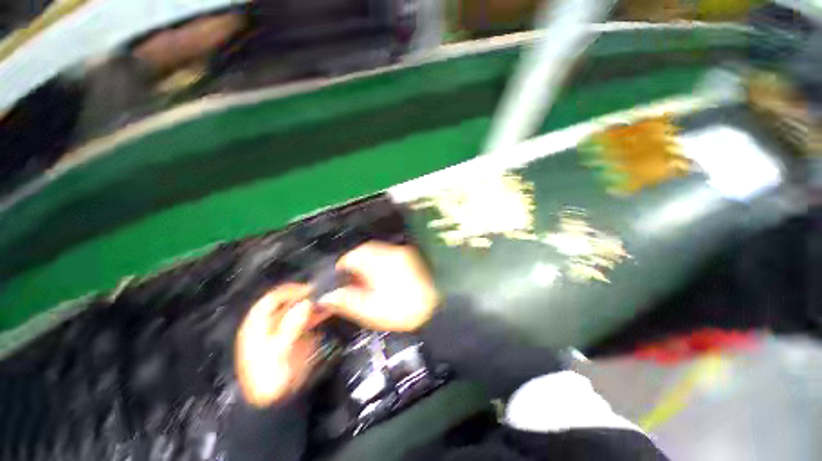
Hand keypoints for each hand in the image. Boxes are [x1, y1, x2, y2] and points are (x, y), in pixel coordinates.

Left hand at [235, 283, 328, 407]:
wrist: (275, 400)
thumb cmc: (270, 378)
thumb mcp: (279, 352)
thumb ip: (292, 326)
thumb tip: (306, 303)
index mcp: (257, 325)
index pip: (273, 299)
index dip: (290, 291)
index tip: (310, 290)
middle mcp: (270, 323)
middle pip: (288, 302)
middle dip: (306, 297)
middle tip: (324, 294)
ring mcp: (283, 329)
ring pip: (299, 310)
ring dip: (313, 305)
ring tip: (328, 302)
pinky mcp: (294, 336)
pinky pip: (306, 319)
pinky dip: (316, 315)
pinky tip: (326, 313)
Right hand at [319, 242, 439, 331]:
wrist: (434, 310)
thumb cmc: (403, 311)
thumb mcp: (371, 309)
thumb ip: (347, 301)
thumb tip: (328, 297)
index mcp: (381, 264)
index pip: (354, 255)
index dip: (343, 265)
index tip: (339, 274)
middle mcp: (392, 253)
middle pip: (366, 250)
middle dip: (355, 261)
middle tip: (351, 277)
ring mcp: (403, 254)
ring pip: (378, 251)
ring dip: (368, 261)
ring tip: (366, 278)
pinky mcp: (410, 257)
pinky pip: (389, 254)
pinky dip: (381, 261)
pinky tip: (381, 275)